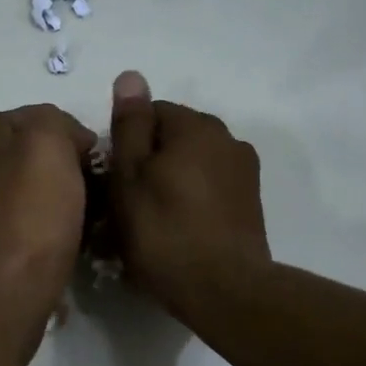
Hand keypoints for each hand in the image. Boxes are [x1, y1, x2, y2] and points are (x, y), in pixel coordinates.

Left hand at [0, 103, 97, 359]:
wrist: (7, 293)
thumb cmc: (31, 215)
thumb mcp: (45, 143)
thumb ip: (55, 122)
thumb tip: (70, 142)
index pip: (38, 116)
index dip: (71, 128)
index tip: (96, 152)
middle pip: (43, 156)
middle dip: (75, 167)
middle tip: (105, 184)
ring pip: (47, 192)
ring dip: (76, 201)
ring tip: (102, 215)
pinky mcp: (9, 248)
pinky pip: (46, 228)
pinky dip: (67, 231)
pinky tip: (85, 243)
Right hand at [108, 70, 269, 315]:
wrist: (223, 290)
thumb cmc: (164, 231)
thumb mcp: (130, 176)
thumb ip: (130, 125)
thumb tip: (131, 76)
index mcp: (197, 126)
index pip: (151, 113)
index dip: (127, 144)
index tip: (115, 179)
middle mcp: (228, 139)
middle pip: (174, 139)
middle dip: (150, 162)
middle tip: (127, 204)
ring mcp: (244, 173)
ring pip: (192, 165)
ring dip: (171, 182)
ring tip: (152, 222)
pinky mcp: (250, 204)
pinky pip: (210, 189)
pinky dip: (192, 201)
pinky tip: (179, 230)